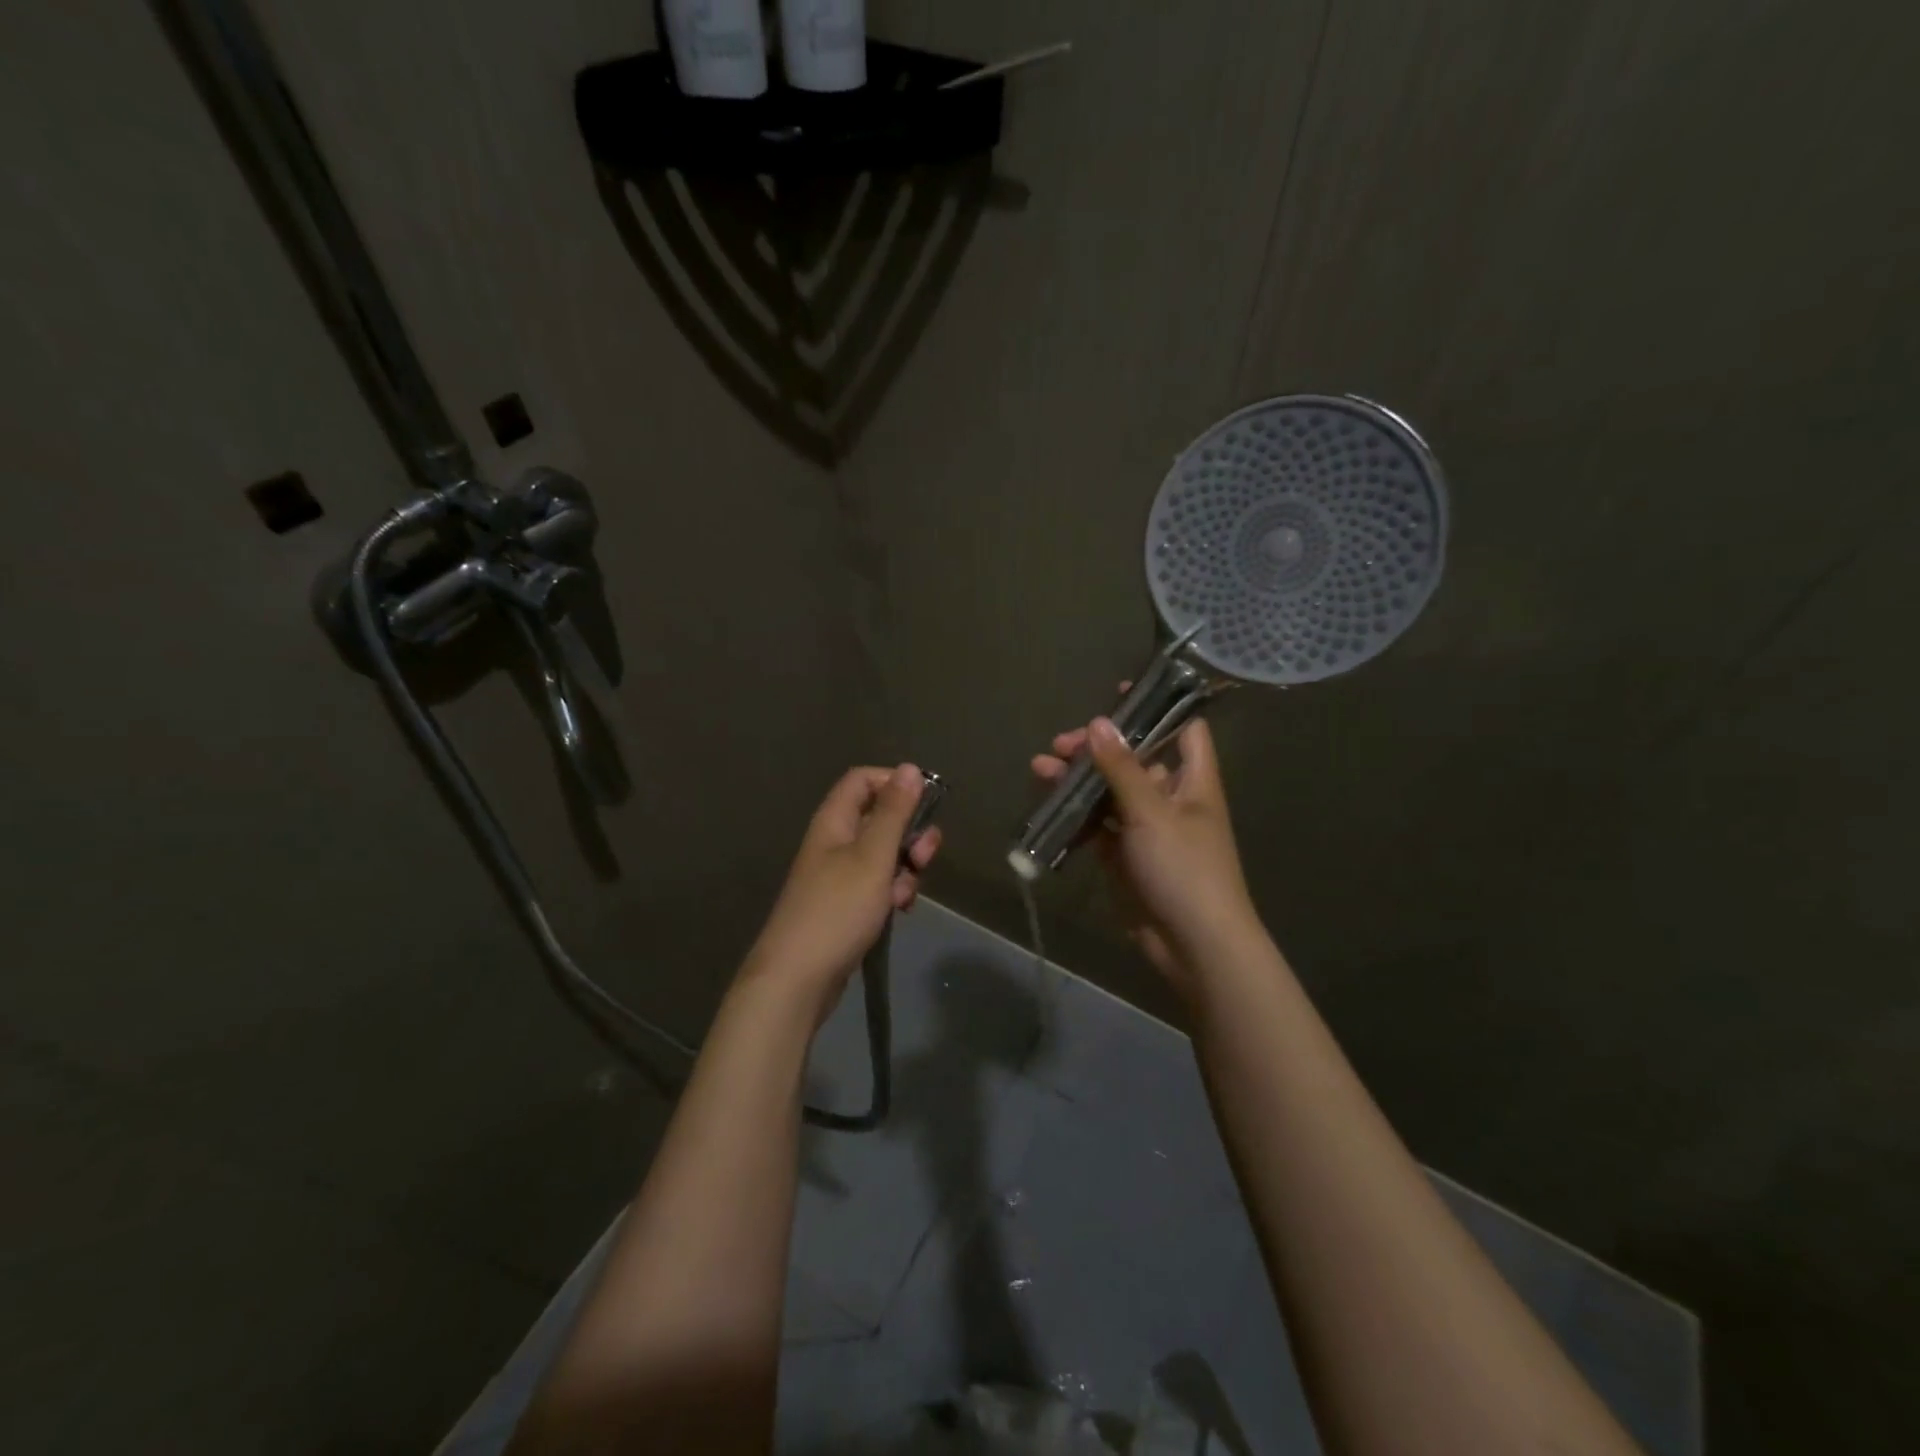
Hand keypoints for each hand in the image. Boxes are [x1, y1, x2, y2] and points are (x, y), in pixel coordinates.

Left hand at [742, 764, 939, 1012]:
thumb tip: (909, 768)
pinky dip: (892, 892)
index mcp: (834, 821)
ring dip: (905, 868)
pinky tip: (897, 911)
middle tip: (924, 857)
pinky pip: (877, 884)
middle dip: (909, 834)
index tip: (924, 804)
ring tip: (904, 895)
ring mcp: (838, 875)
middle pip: (880, 818)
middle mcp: (834, 842)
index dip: (894, 784)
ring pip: (884, 855)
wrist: (797, 979)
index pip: (863, 780)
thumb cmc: (837, 910)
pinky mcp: (845, 904)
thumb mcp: (873, 856)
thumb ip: (894, 812)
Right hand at [1032, 713, 1257, 993]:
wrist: (1193, 944)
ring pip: (1109, 791)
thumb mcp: (1152, 812)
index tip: (1118, 694)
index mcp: (1193, 779)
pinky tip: (1047, 805)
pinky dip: (1075, 814)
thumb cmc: (1184, 869)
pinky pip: (1097, 825)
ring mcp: (1146, 828)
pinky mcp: (1124, 855)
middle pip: (1134, 758)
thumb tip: (1098, 722)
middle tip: (1060, 745)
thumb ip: (1122, 767)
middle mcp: (1171, 797)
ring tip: (1040, 769)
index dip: (1156, 707)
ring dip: (1078, 779)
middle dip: (1097, 748)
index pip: (1183, 728)